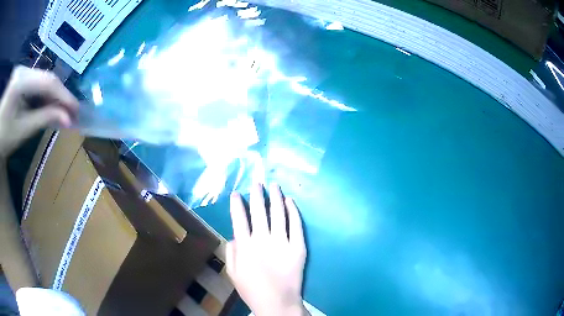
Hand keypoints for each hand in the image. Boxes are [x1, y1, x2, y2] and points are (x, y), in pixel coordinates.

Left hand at [0, 66, 77, 158]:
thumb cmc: (3, 137)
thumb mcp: (21, 131)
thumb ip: (43, 119)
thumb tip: (67, 119)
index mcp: (20, 81)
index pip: (48, 82)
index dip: (64, 95)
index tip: (77, 111)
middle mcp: (23, 69)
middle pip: (46, 78)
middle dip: (60, 95)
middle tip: (72, 113)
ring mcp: (22, 70)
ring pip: (42, 78)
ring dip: (53, 95)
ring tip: (62, 110)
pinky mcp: (20, 75)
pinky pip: (36, 81)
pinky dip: (44, 94)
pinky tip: (48, 104)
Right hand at [226, 183, 307, 315]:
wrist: (277, 302)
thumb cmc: (252, 289)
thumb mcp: (233, 273)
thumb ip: (231, 252)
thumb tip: (234, 235)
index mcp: (245, 246)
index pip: (239, 219)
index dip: (237, 204)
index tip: (236, 193)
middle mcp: (262, 239)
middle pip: (259, 211)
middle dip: (257, 194)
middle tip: (257, 183)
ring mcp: (282, 242)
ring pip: (278, 213)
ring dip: (275, 197)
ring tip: (274, 185)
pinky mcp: (298, 246)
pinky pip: (296, 224)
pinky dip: (293, 211)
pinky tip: (290, 201)